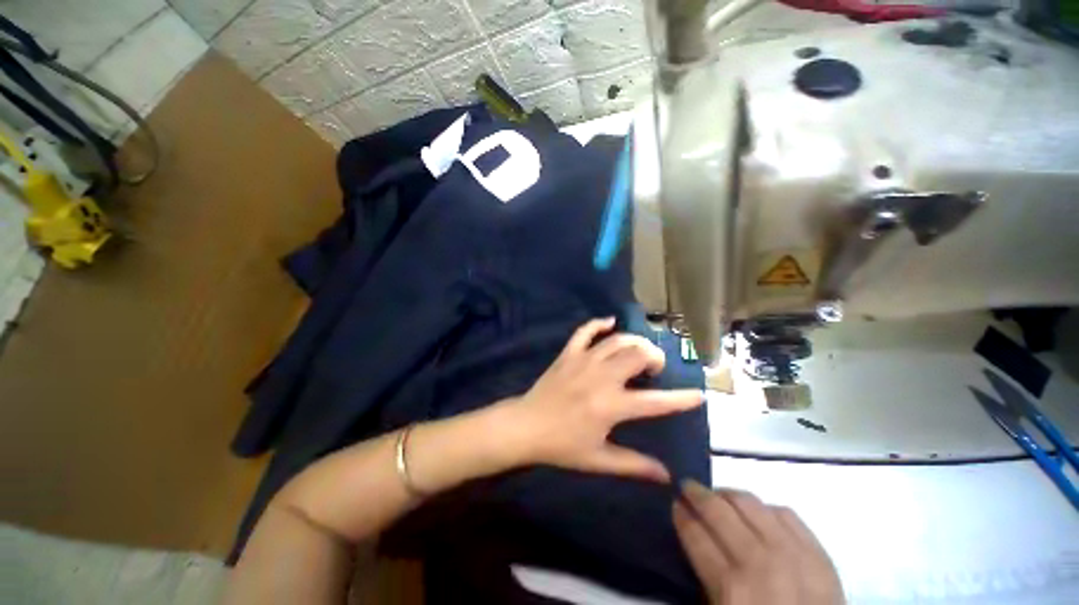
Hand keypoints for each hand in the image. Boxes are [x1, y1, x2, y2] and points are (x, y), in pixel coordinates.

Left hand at [506, 317, 703, 481]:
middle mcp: (601, 377)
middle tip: (655, 369)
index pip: (656, 402)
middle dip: (655, 358)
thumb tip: (666, 475)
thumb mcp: (598, 460)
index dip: (681, 399)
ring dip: (635, 342)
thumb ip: (633, 465)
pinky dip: (599, 324)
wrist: (526, 426)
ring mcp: (583, 360)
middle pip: (638, 355)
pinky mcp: (568, 353)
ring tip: (639, 352)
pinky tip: (610, 323)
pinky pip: (585, 331)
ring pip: (617, 340)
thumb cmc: (562, 445)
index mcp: (611, 406)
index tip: (699, 394)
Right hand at [674, 481, 843, 604]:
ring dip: (726, 494)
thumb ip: (707, 579)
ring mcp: (793, 554)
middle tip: (687, 487)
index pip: (696, 535)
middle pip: (718, 511)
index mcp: (732, 588)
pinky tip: (757, 513)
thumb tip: (696, 540)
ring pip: (749, 503)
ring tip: (718, 495)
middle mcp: (760, 562)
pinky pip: (785, 513)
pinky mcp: (819, 552)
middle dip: (696, 494)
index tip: (675, 504)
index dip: (681, 515)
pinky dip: (765, 508)